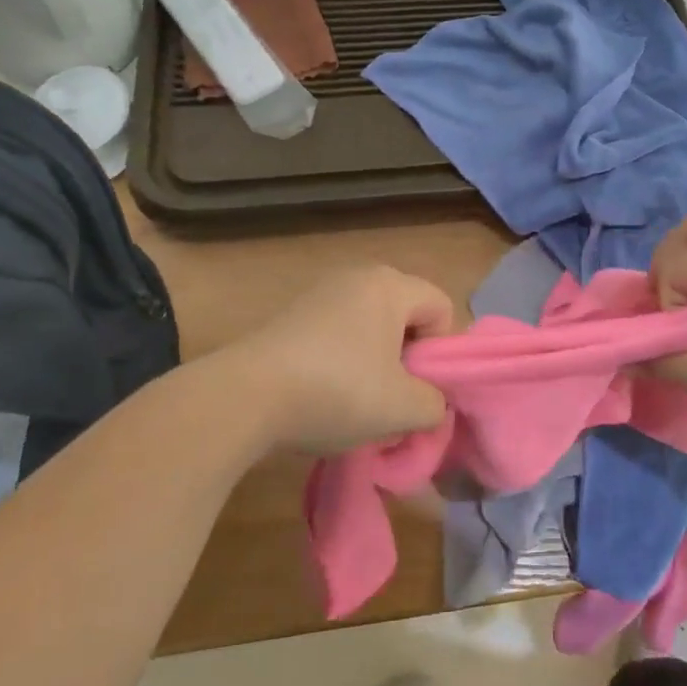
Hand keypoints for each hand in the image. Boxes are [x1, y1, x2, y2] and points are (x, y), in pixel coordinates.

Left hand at [215, 265, 455, 455]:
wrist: (245, 397)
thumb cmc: (337, 391)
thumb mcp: (404, 408)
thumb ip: (435, 404)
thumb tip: (431, 403)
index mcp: (390, 285)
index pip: (441, 308)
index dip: (439, 353)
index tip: (417, 388)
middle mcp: (357, 277)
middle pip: (405, 317)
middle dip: (407, 360)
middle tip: (391, 399)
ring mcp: (319, 293)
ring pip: (371, 329)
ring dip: (374, 365)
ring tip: (356, 403)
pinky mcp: (291, 316)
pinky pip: (337, 335)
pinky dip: (342, 363)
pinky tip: (323, 396)